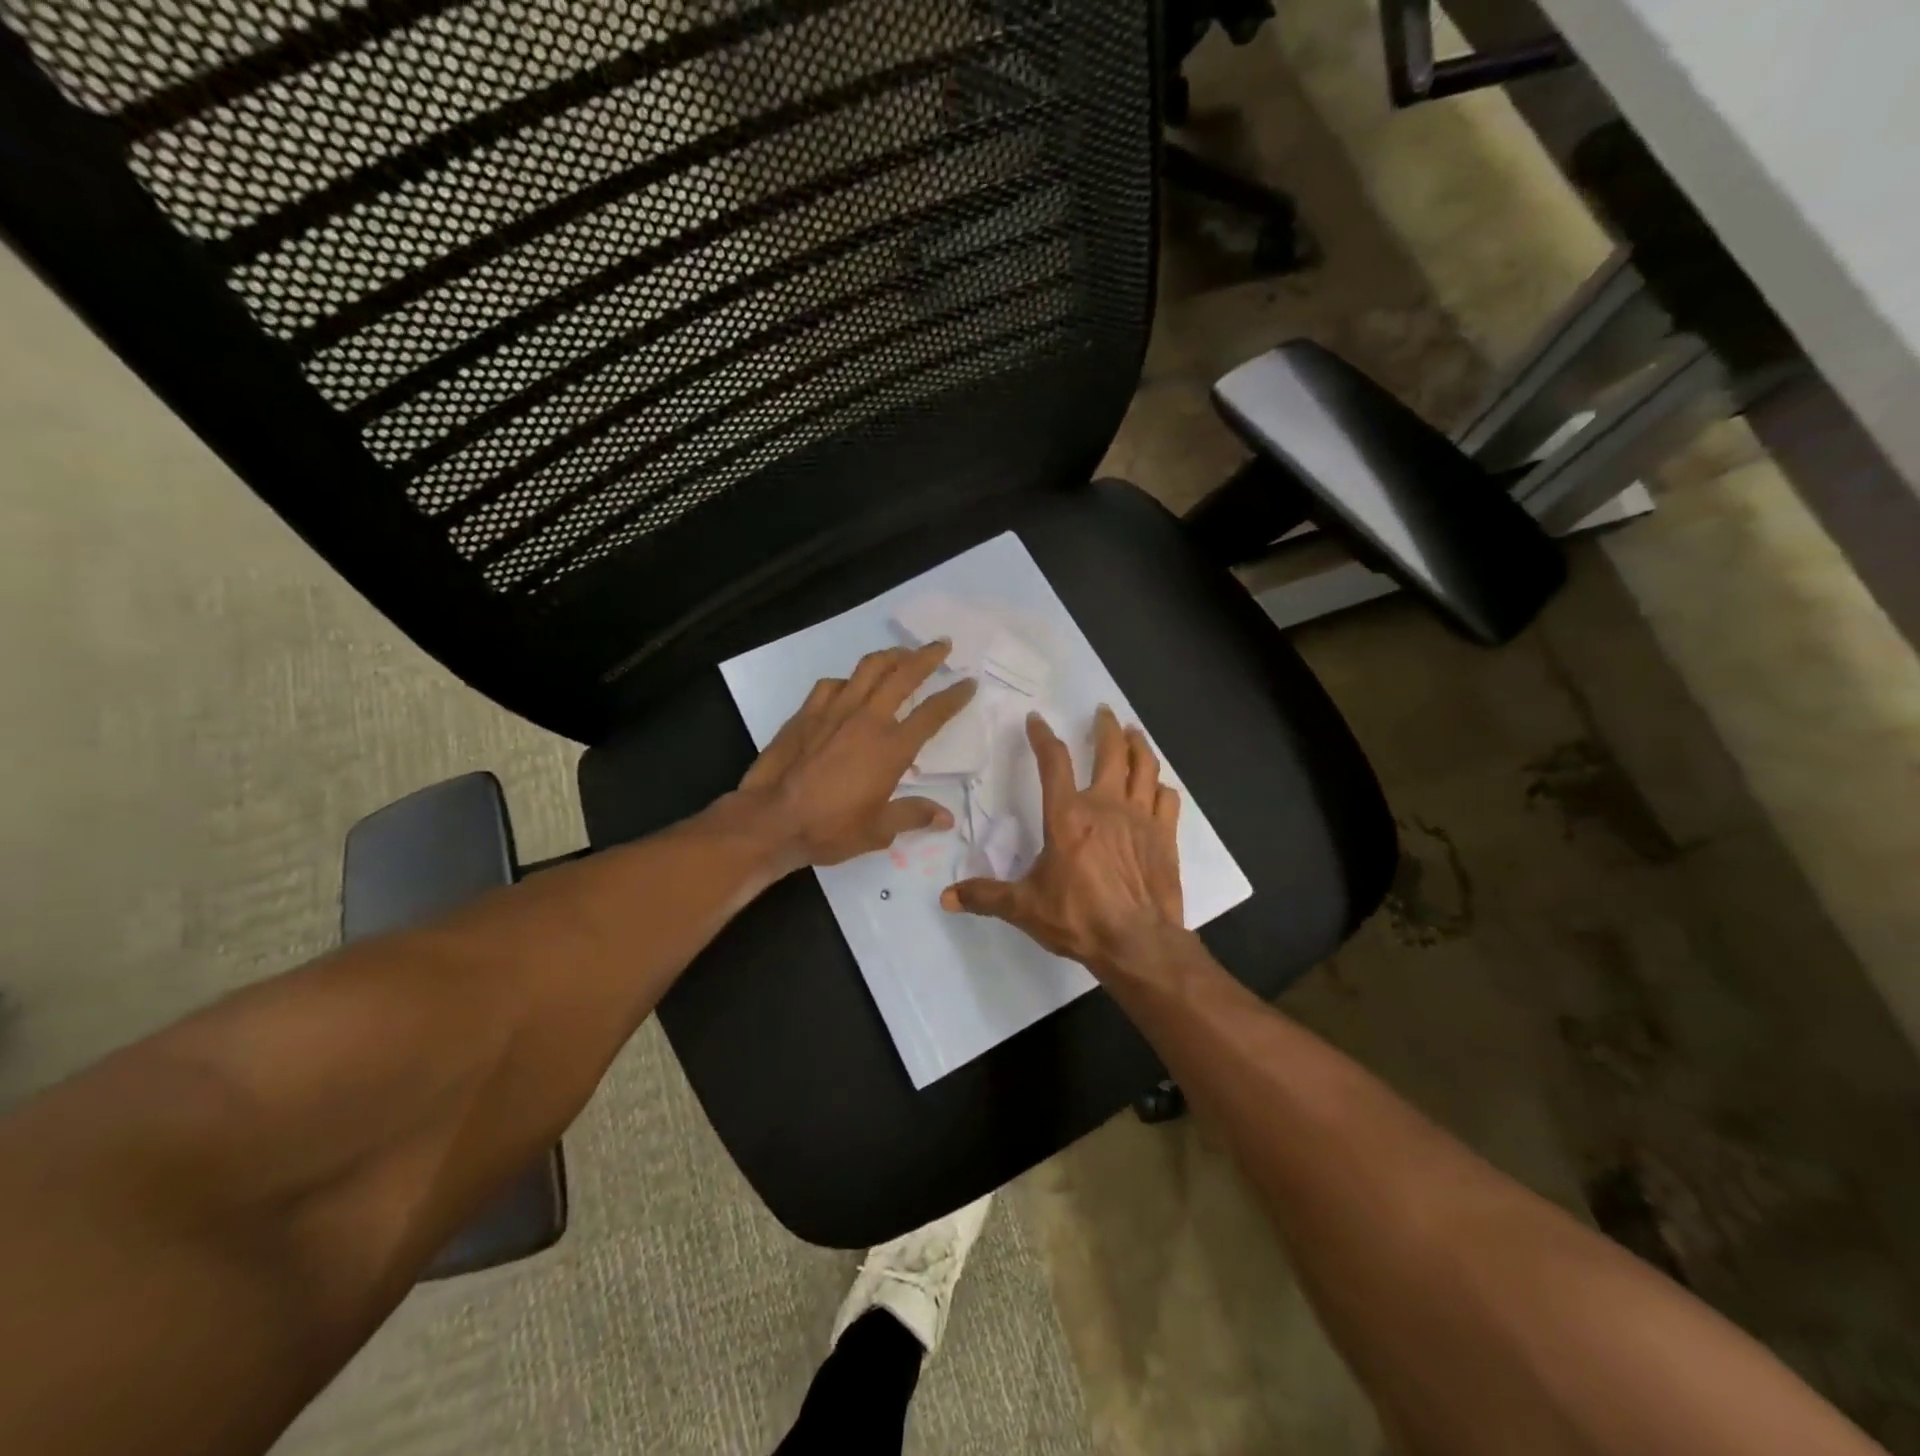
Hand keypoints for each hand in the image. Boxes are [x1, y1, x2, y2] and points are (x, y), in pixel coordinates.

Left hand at [736, 641, 975, 870]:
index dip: (954, 696)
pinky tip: (850, 685)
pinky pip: (833, 684)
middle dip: (927, 657)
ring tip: (902, 653)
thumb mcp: (878, 830)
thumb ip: (913, 815)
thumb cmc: (829, 828)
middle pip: (903, 675)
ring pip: (868, 669)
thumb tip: (946, 818)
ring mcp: (834, 711)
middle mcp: (867, 720)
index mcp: (892, 748)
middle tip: (942, 645)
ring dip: (890, 656)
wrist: (771, 820)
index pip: (932, 713)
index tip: (968, 682)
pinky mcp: (807, 712)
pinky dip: (848, 680)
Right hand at [941, 705, 1183, 974]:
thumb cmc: (1078, 918)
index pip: (1053, 762)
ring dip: (1138, 745)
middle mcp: (1105, 805)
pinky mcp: (1165, 836)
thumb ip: (986, 896)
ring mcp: (1140, 818)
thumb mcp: (1024, 907)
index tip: (1036, 720)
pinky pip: (1167, 799)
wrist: (1137, 943)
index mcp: (1067, 815)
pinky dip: (1161, 786)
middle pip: (1110, 751)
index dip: (1043, 736)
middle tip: (1102, 711)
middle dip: (1105, 726)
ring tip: (1133, 732)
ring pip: (1144, 766)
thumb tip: (945, 898)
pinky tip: (1157, 786)